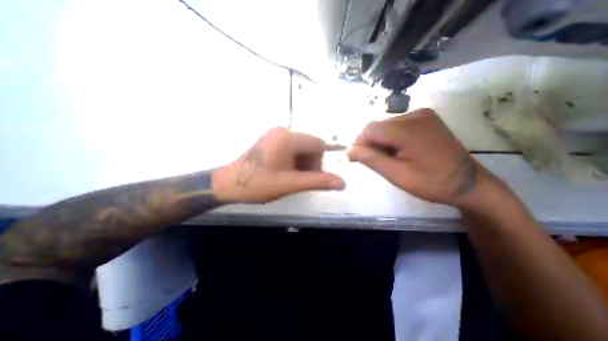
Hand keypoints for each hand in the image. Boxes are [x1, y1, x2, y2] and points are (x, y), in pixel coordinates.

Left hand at [212, 126, 342, 201]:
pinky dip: (294, 160)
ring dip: (302, 163)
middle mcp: (283, 130)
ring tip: (290, 177)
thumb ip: (317, 182)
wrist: (228, 184)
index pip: (318, 144)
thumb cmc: (258, 184)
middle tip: (298, 179)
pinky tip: (284, 171)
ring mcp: (276, 134)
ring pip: (302, 147)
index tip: (308, 177)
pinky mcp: (271, 140)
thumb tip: (342, 183)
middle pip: (310, 145)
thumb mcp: (290, 184)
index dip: (319, 163)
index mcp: (288, 138)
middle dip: (310, 163)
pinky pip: (292, 148)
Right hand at [349, 107, 500, 206]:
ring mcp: (422, 114)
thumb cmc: (432, 182)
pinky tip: (398, 150)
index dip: (359, 143)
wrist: (469, 183)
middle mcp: (414, 115)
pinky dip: (391, 137)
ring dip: (380, 141)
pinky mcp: (426, 118)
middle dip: (370, 143)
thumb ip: (372, 160)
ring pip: (386, 125)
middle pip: (378, 126)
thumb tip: (350, 151)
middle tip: (375, 161)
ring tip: (389, 158)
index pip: (370, 129)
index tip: (357, 159)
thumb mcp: (397, 175)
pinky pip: (397, 125)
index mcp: (408, 130)